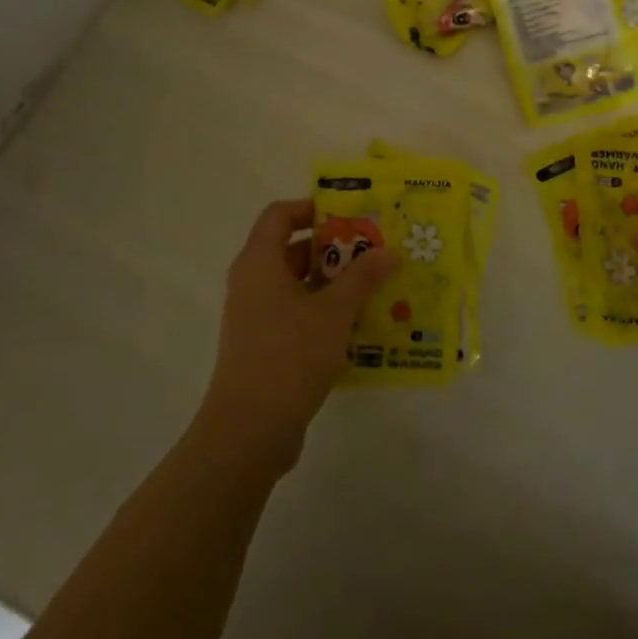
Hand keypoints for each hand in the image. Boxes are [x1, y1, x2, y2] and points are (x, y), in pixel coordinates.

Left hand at [198, 198, 392, 471]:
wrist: (249, 430)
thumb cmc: (290, 355)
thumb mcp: (334, 312)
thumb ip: (362, 277)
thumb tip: (387, 251)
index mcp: (259, 263)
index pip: (279, 215)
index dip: (312, 208)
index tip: (350, 215)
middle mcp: (253, 283)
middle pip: (293, 249)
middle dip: (335, 248)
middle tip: (375, 250)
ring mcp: (256, 317)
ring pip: (299, 285)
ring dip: (335, 283)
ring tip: (376, 286)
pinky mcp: (265, 346)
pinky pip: (298, 314)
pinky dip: (325, 312)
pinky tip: (360, 324)